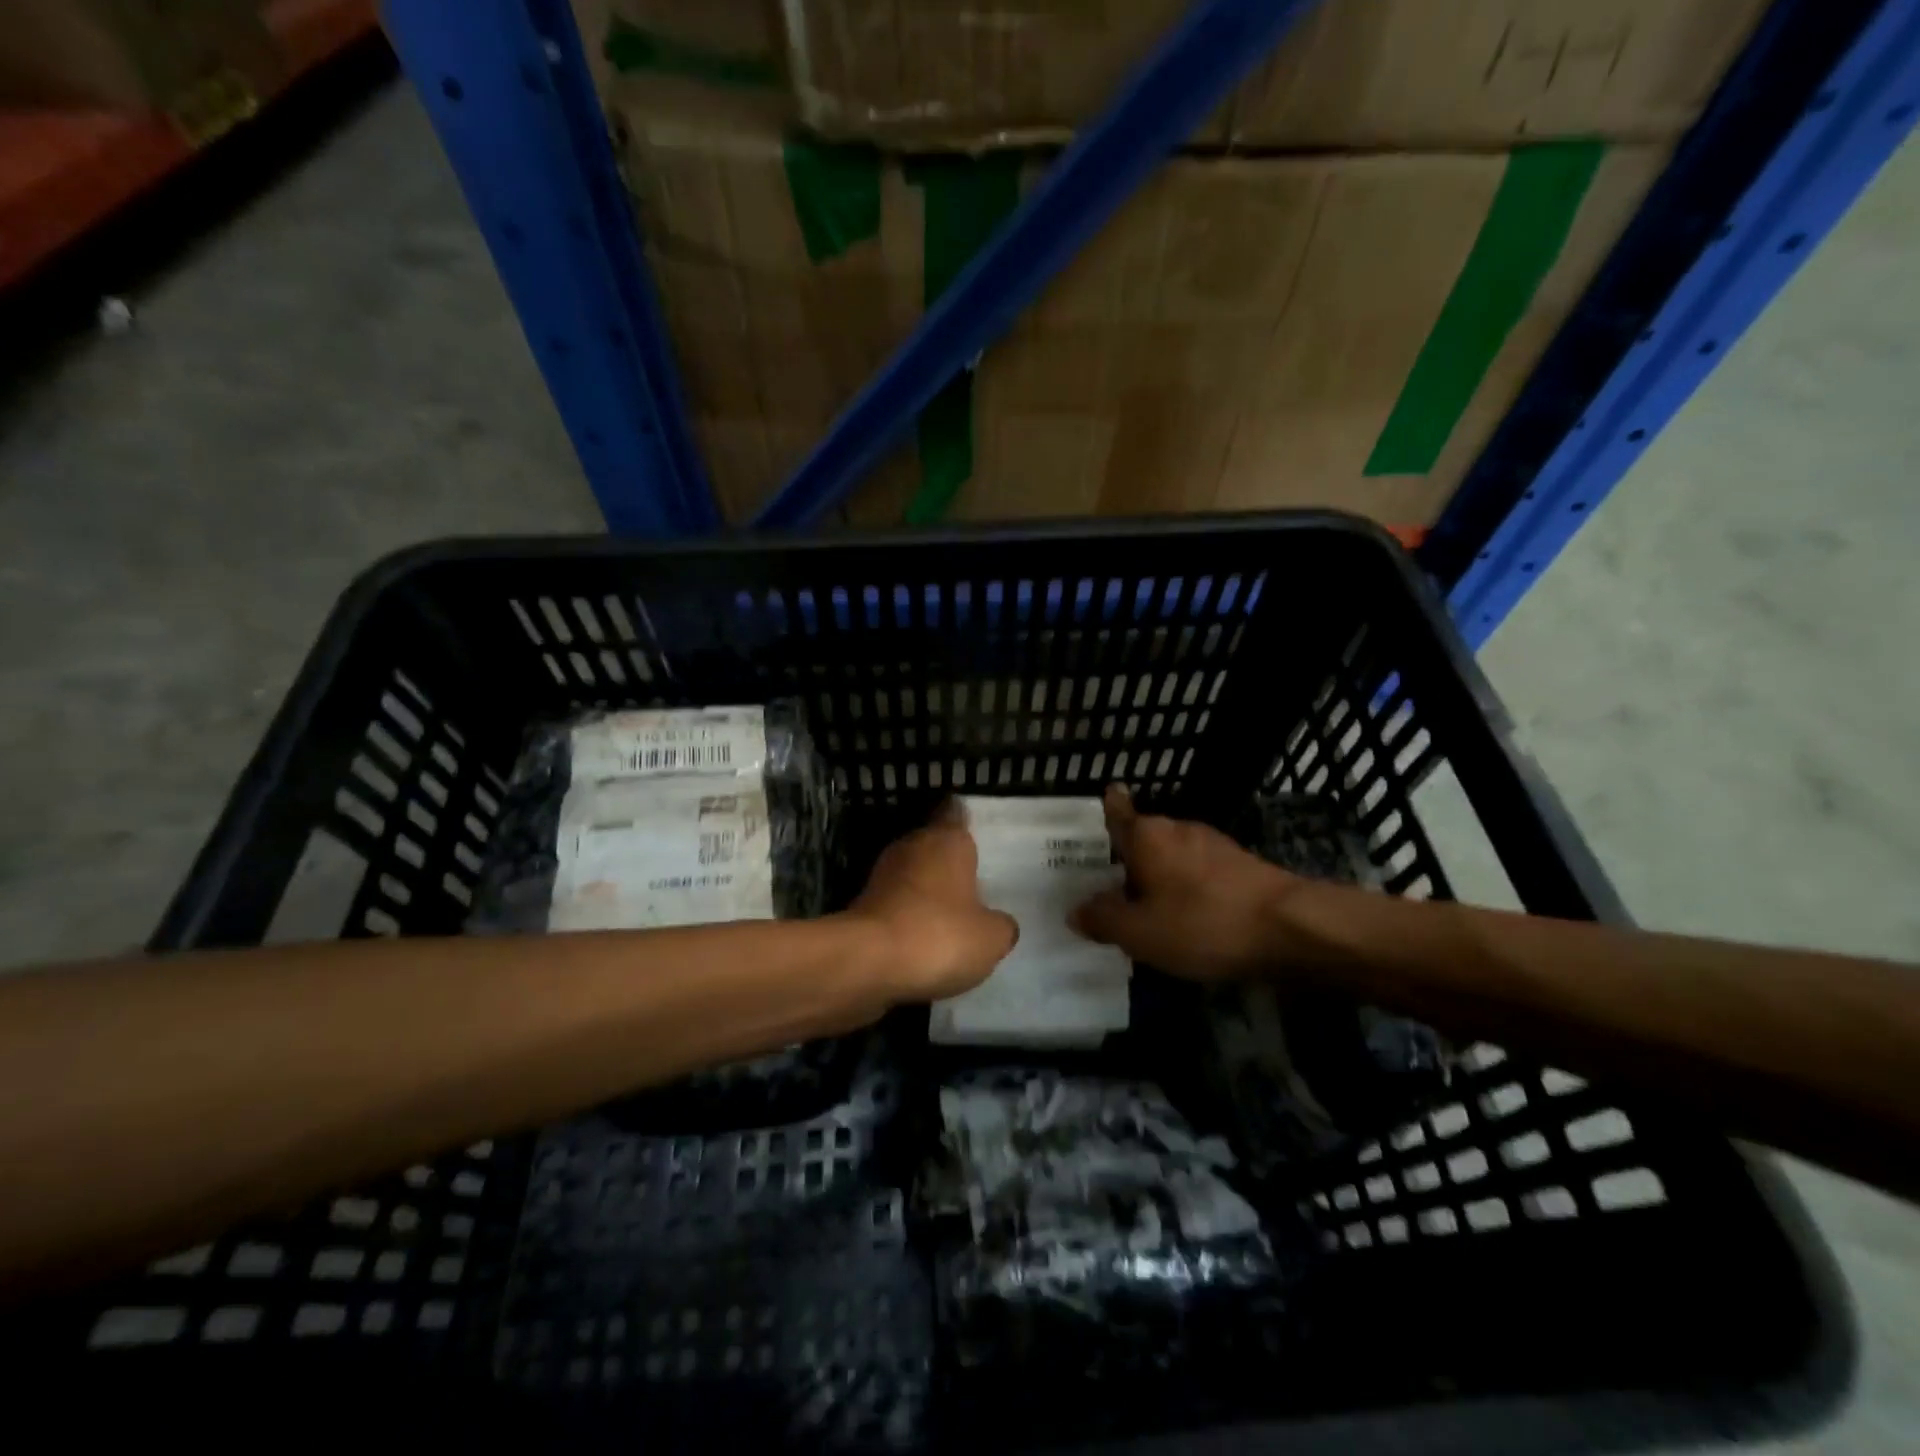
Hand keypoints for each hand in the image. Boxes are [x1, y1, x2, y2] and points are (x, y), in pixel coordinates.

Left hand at [848, 802, 1018, 1001]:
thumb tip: (997, 924)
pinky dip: (906, 919)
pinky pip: (895, 906)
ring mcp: (882, 874)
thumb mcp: (991, 938)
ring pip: (912, 876)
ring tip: (950, 920)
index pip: (956, 814)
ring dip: (926, 893)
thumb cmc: (939, 935)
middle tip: (973, 887)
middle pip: (933, 846)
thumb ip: (1000, 925)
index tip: (978, 837)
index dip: (966, 823)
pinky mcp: (862, 905)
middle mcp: (912, 846)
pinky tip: (922, 943)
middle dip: (948, 864)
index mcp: (947, 839)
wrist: (867, 962)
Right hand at [1071, 785, 1300, 981]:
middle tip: (1112, 886)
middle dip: (1131, 859)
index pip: (1119, 811)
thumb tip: (1076, 910)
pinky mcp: (1243, 866)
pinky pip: (1201, 873)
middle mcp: (1179, 829)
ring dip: (1162, 876)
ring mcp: (1215, 845)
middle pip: (1146, 838)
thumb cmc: (1202, 923)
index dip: (1110, 806)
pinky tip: (1190, 918)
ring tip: (1149, 908)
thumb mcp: (1140, 932)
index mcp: (1147, 836)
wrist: (1291, 928)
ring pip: (1175, 857)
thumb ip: (1103, 919)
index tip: (1106, 796)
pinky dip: (1190, 889)